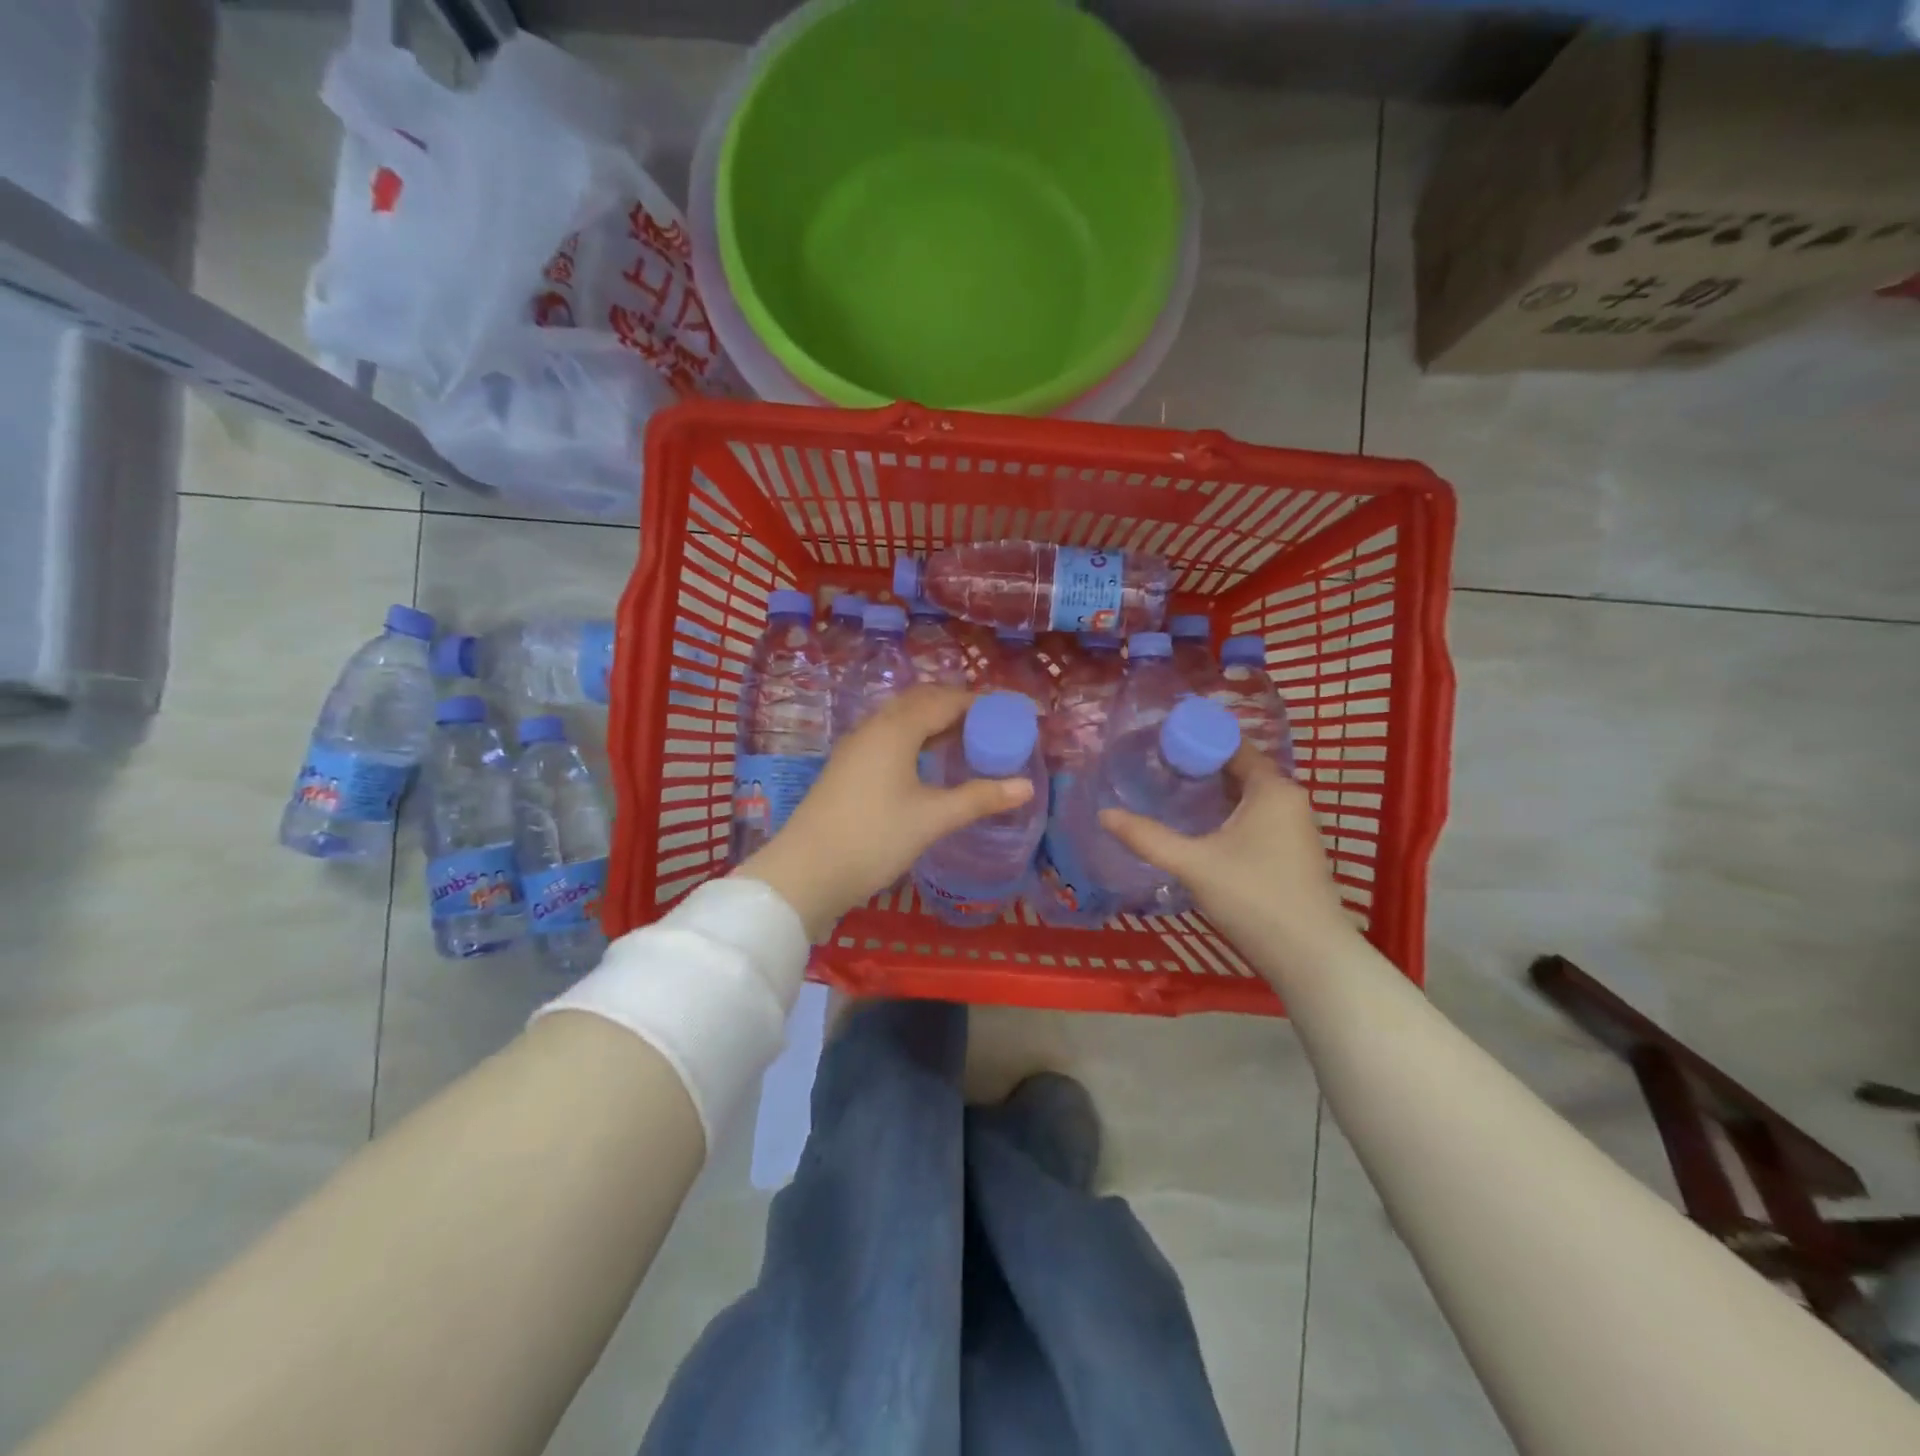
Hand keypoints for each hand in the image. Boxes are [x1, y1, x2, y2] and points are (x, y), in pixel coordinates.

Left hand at [737, 686, 1033, 939]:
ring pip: (902, 719)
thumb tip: (1025, 786)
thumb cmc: (873, 839)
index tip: (1013, 713)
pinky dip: (917, 738)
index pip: (946, 700)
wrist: (805, 872)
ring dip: (935, 721)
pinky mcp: (848, 767)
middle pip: (921, 702)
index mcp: (896, 729)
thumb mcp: (932, 819)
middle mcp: (874, 727)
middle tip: (992, 725)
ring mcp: (856, 746)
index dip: (982, 703)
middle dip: (958, 706)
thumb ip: (979, 798)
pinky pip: (889, 736)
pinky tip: (929, 762)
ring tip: (967, 741)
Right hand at [1098, 746, 1355, 961]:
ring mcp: (1293, 827)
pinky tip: (1196, 828)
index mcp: (1272, 789)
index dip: (1195, 739)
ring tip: (1167, 793)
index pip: (1232, 745)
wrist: (1310, 958)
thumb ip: (1147, 837)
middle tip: (1154, 767)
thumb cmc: (1254, 898)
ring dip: (1210, 792)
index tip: (1157, 742)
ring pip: (1245, 796)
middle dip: (1198, 766)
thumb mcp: (1193, 864)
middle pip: (1238, 769)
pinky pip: (1253, 817)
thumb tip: (1104, 814)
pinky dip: (1224, 814)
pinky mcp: (1290, 852)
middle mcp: (1288, 799)